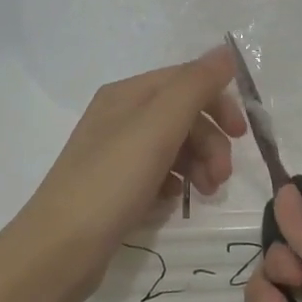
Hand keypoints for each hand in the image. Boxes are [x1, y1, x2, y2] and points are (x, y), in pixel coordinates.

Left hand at [8, 48, 245, 301]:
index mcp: (127, 94)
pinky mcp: (115, 187)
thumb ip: (194, 86)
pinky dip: (174, 183)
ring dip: (199, 164)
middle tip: (222, 177)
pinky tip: (173, 203)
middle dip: (210, 141)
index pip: (186, 80)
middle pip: (182, 115)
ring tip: (205, 194)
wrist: (59, 250)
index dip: (218, 101)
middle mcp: (120, 116)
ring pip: (174, 146)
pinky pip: (158, 174)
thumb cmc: (111, 181)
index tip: (242, 134)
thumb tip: (225, 51)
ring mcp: (116, 153)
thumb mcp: (157, 126)